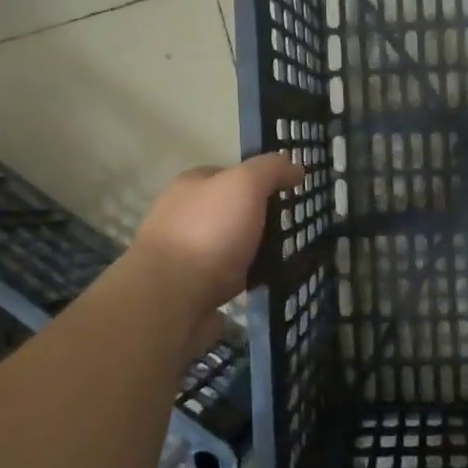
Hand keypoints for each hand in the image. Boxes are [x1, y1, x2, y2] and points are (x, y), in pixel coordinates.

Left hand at [128, 155, 303, 324]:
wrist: (171, 299)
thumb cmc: (208, 232)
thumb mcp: (245, 184)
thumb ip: (271, 170)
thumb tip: (296, 168)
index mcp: (190, 185)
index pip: (229, 174)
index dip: (259, 182)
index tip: (287, 196)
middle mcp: (182, 216)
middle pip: (230, 212)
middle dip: (257, 221)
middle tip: (291, 231)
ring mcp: (183, 255)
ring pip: (228, 248)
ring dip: (252, 254)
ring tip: (285, 262)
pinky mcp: (189, 290)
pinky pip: (226, 280)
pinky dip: (244, 282)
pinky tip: (264, 285)